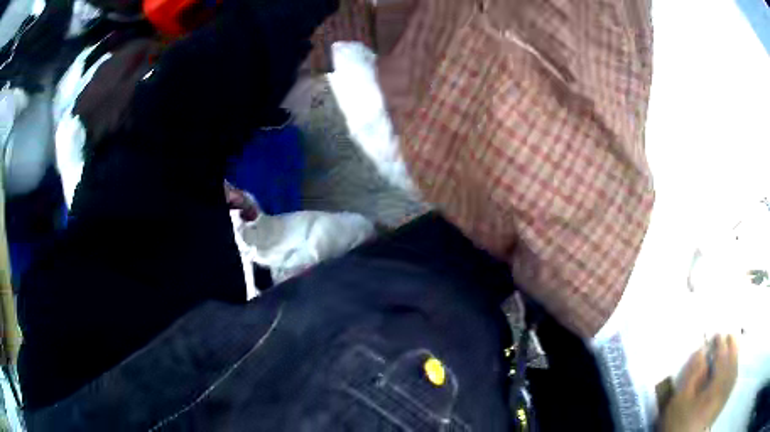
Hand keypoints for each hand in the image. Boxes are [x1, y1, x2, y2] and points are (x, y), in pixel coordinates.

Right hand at [660, 335, 738, 431]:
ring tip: (734, 346)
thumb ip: (692, 374)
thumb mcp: (680, 400)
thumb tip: (701, 351)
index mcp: (716, 385)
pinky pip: (733, 382)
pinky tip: (734, 368)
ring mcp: (725, 397)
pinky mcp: (722, 404)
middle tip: (730, 334)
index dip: (720, 344)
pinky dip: (735, 370)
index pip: (722, 357)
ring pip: (734, 371)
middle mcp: (724, 388)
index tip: (717, 334)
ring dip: (736, 357)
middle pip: (732, 362)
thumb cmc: (680, 422)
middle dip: (732, 347)